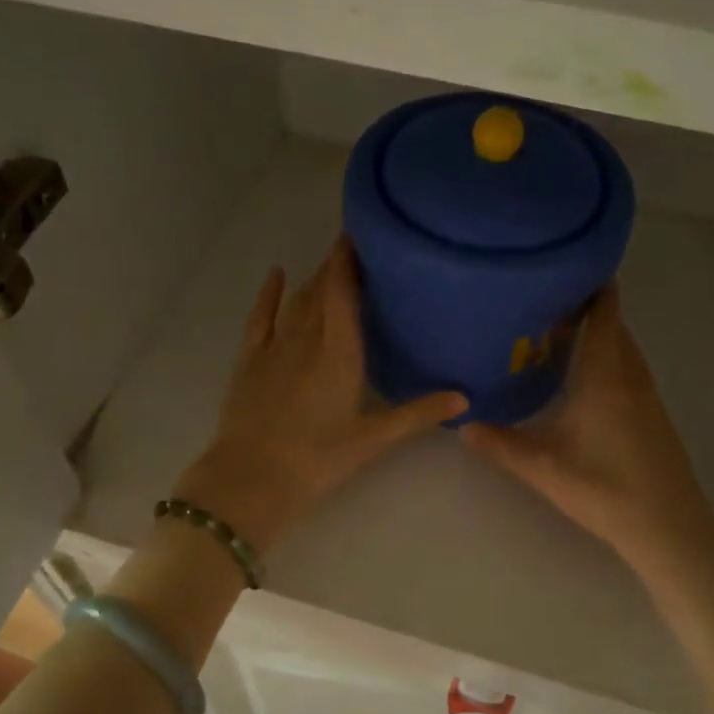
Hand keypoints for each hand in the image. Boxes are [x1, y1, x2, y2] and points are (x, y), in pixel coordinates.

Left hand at [173, 240, 466, 555]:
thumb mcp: (372, 440)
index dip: (351, 259)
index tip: (364, 233)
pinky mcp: (249, 360)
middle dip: (338, 264)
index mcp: (339, 353)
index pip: (345, 292)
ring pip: (297, 300)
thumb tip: (464, 397)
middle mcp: (307, 339)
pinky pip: (261, 315)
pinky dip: (269, 292)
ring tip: (332, 261)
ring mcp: (274, 346)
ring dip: (314, 278)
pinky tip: (277, 273)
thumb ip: (417, 414)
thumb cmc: (316, 461)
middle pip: (323, 290)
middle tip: (358, 246)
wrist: (249, 480)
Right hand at [460, 282, 713, 580]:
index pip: (605, 311)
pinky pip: (626, 365)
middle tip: (540, 298)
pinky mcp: (651, 412)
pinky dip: (606, 354)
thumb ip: (500, 444)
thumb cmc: (605, 488)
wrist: (669, 527)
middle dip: (584, 305)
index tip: (560, 267)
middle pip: (613, 323)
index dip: (589, 284)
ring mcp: (645, 393)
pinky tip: (580, 372)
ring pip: (621, 346)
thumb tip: (460, 424)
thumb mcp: (542, 467)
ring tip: (554, 328)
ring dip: (596, 331)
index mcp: (606, 374)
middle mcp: (630, 374)